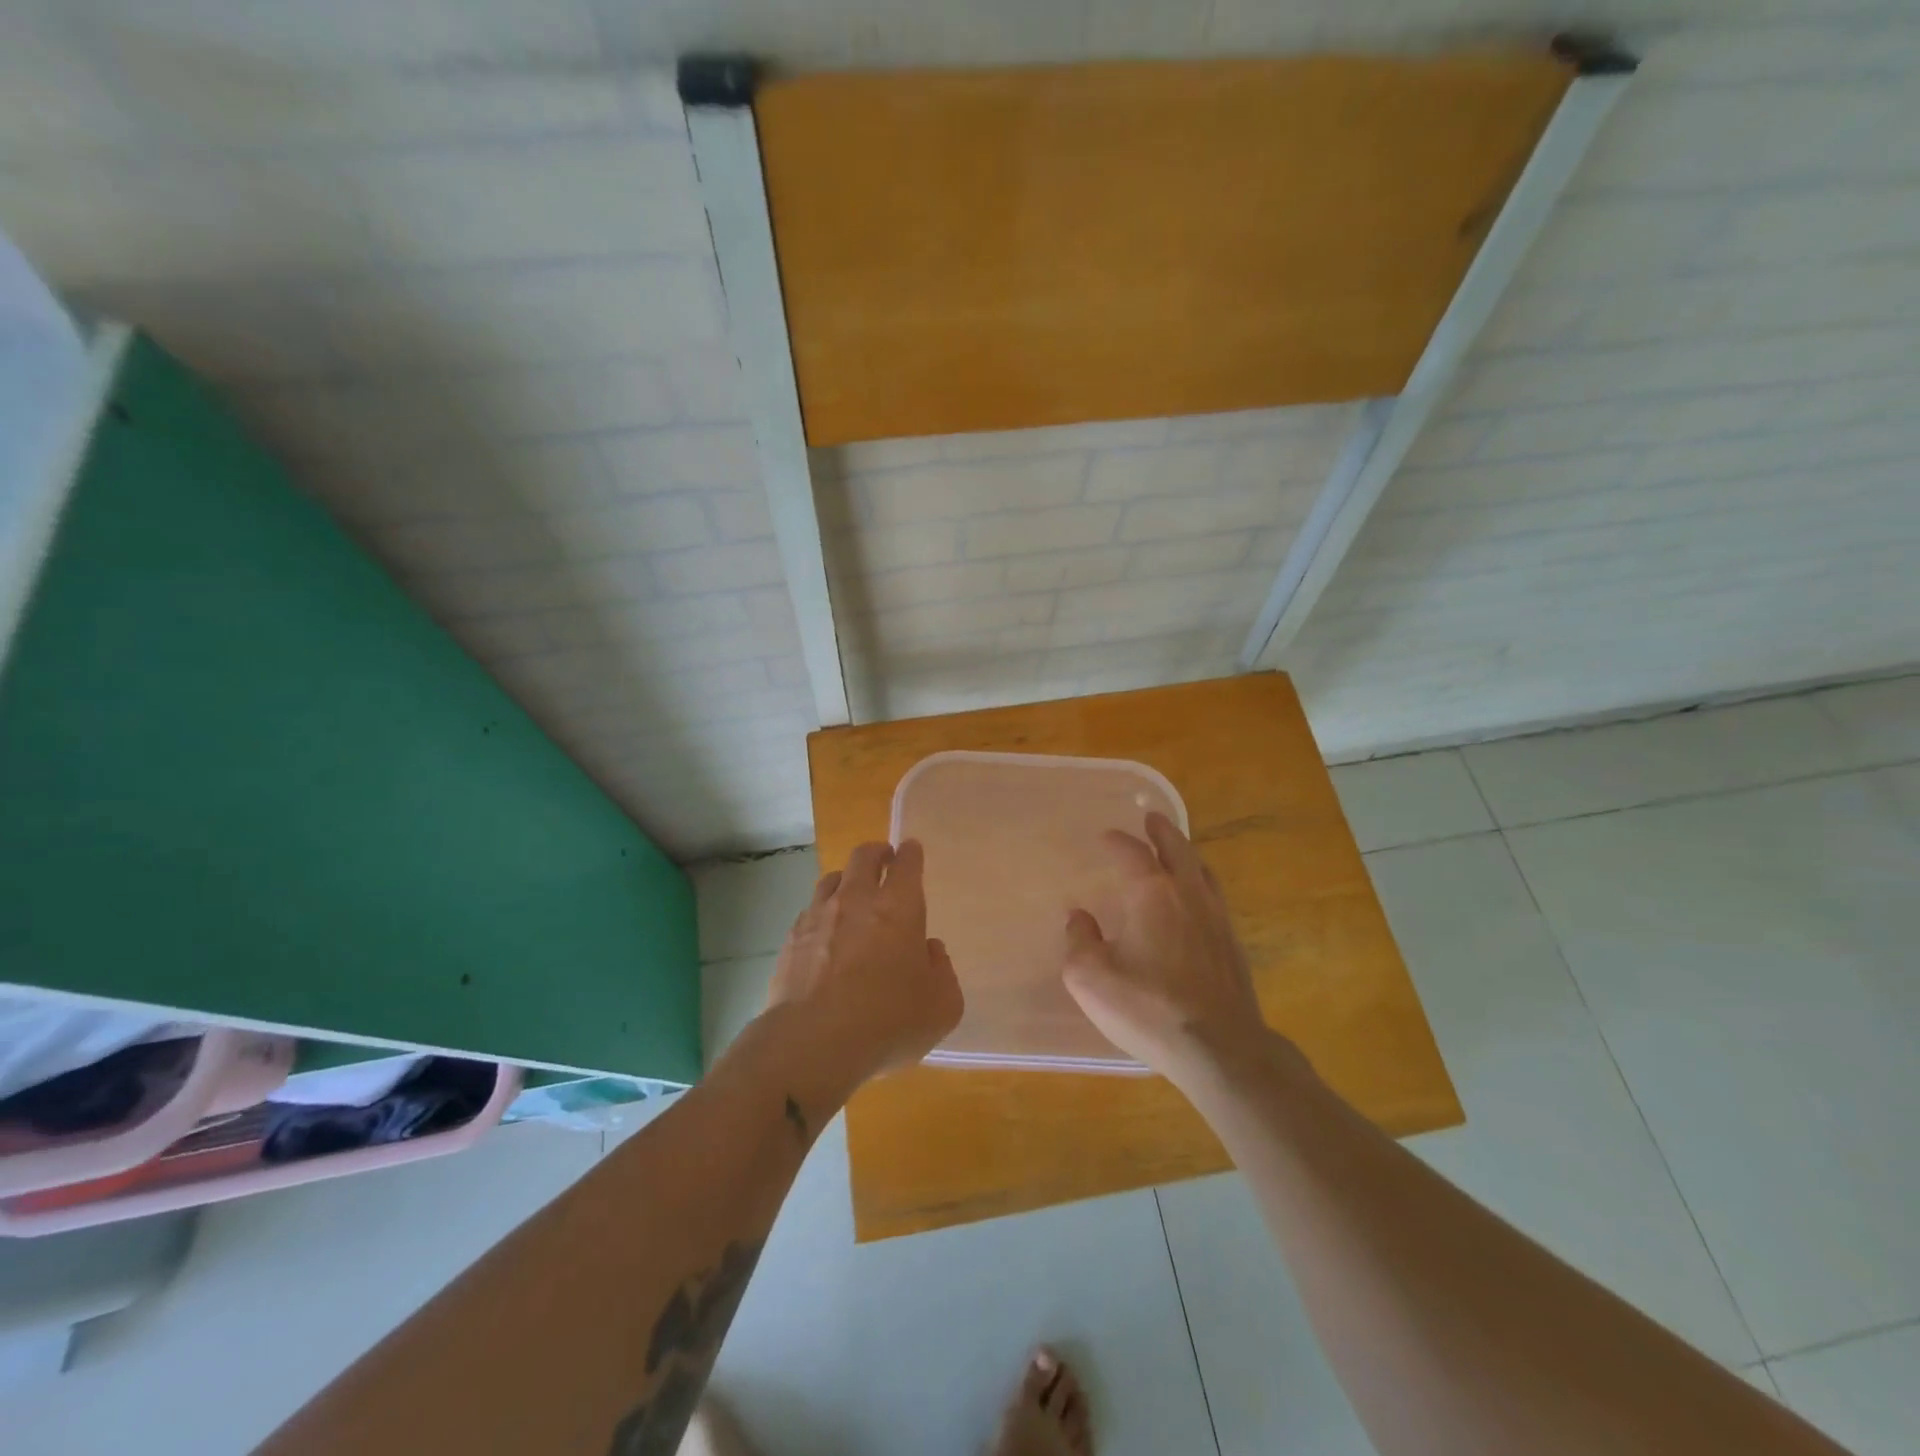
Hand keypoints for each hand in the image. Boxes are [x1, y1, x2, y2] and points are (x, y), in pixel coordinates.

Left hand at [769, 840, 962, 1086]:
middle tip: (884, 859)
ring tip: (852, 893)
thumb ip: (942, 971)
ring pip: (832, 879)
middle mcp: (856, 900)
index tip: (911, 851)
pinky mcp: (791, 939)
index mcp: (898, 907)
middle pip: (864, 856)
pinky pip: (810, 911)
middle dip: (877, 853)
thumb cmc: (887, 1021)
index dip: (911, 853)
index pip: (907, 863)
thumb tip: (929, 952)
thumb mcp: (941, 1006)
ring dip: (846, 879)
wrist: (812, 1043)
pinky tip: (825, 933)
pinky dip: (822, 913)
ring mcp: (819, 916)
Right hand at [1062, 813, 1284, 1089]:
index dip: (1118, 841)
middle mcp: (1187, 894)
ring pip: (1202, 871)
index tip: (1107, 837)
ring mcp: (1216, 918)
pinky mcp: (1233, 945)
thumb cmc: (1148, 1008)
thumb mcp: (1090, 978)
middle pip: (1177, 848)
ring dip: (1186, 854)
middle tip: (1152, 819)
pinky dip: (1201, 884)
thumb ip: (1080, 941)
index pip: (1133, 853)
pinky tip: (1196, 900)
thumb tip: (1079, 917)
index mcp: (1151, 893)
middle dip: (1162, 831)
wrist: (1219, 1048)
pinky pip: (1215, 897)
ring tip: (1177, 851)